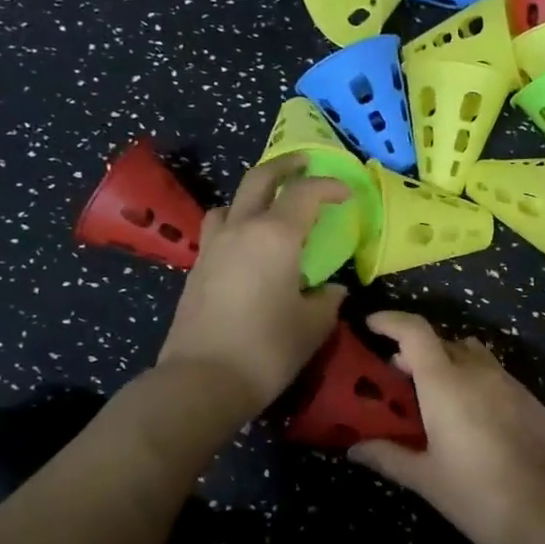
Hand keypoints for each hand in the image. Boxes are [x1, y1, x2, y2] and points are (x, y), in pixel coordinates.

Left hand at [156, 156, 348, 416]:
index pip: (305, 194)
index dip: (329, 187)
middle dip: (285, 166)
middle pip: (260, 179)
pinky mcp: (197, 269)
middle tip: (305, 164)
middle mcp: (241, 230)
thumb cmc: (267, 350)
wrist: (202, 379)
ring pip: (231, 202)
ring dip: (253, 194)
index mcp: (275, 236)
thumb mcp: (312, 326)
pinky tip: (248, 248)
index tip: (347, 193)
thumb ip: (327, 300)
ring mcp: (213, 247)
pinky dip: (236, 224)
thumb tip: (331, 290)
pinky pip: (218, 229)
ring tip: (270, 207)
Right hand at [349, 311, 544, 543]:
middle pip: (441, 341)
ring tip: (434, 397)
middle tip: (396, 379)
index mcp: (445, 382)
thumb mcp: (425, 478)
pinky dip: (474, 381)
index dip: (390, 322)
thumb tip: (354, 448)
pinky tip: (471, 418)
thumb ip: (388, 456)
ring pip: (472, 355)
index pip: (414, 331)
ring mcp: (508, 383)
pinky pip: (494, 375)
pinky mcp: (530, 400)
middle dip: (415, 352)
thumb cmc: (477, 495)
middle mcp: (477, 371)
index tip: (370, 325)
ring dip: (448, 363)